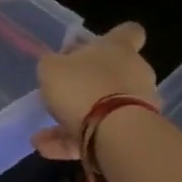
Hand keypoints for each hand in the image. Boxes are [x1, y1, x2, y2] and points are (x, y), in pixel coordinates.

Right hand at [33, 22, 158, 161]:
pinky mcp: (134, 133)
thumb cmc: (82, 86)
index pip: (128, 32)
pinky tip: (46, 149)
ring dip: (75, 119)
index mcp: (118, 49)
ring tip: (42, 135)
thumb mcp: (51, 68)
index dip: (115, 36)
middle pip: (114, 73)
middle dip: (89, 84)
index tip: (96, 46)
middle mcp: (135, 73)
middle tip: (62, 93)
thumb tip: (59, 66)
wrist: (115, 133)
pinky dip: (75, 141)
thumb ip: (53, 65)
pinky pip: (100, 134)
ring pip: (103, 108)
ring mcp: (139, 105)